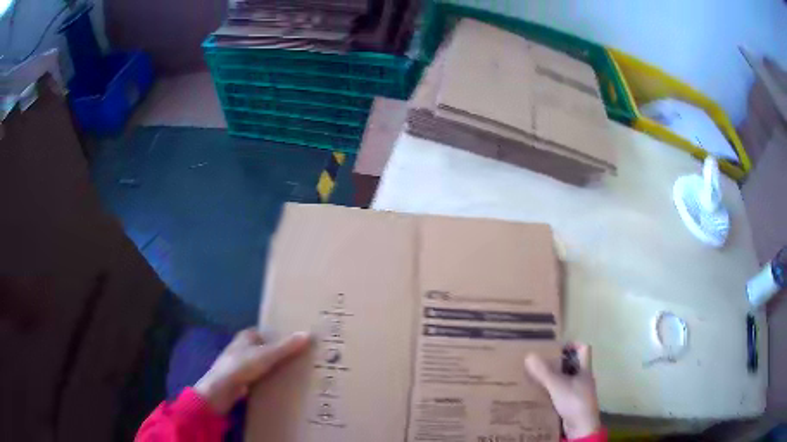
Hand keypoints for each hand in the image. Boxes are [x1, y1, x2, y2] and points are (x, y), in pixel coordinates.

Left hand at [194, 328, 310, 413]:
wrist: (221, 390)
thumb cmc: (241, 366)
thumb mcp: (266, 355)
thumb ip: (286, 346)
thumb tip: (309, 333)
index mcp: (247, 336)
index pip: (268, 332)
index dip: (282, 335)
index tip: (300, 341)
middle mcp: (243, 347)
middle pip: (267, 348)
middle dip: (282, 353)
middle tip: (304, 357)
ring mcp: (242, 364)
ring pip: (264, 363)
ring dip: (277, 367)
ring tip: (299, 372)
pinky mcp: (243, 379)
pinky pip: (261, 376)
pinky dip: (271, 379)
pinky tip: (284, 385)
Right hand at [524, 344, 600, 439]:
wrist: (581, 426)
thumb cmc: (574, 401)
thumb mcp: (557, 385)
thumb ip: (544, 372)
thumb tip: (529, 355)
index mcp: (585, 369)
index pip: (584, 348)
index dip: (572, 344)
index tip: (556, 348)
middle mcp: (584, 378)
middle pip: (573, 364)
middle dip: (559, 362)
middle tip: (542, 362)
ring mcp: (579, 391)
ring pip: (567, 379)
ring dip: (555, 378)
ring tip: (538, 377)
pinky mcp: (573, 403)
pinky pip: (563, 392)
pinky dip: (554, 391)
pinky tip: (542, 394)